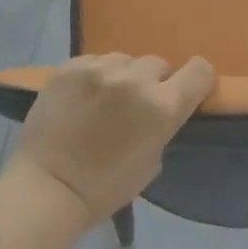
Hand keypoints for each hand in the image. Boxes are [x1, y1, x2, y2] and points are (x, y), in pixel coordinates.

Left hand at [10, 53, 215, 223]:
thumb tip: (159, 107)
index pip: (199, 71)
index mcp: (162, 106)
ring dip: (122, 76)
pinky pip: (94, 61)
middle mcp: (134, 80)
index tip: (186, 91)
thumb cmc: (106, 187)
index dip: (196, 80)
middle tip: (136, 105)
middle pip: (158, 64)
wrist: (47, 188)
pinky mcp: (68, 67)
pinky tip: (82, 97)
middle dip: (153, 82)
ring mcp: (98, 69)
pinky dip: (94, 76)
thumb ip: (162, 124)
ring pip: (125, 60)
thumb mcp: (153, 160)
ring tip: (105, 100)